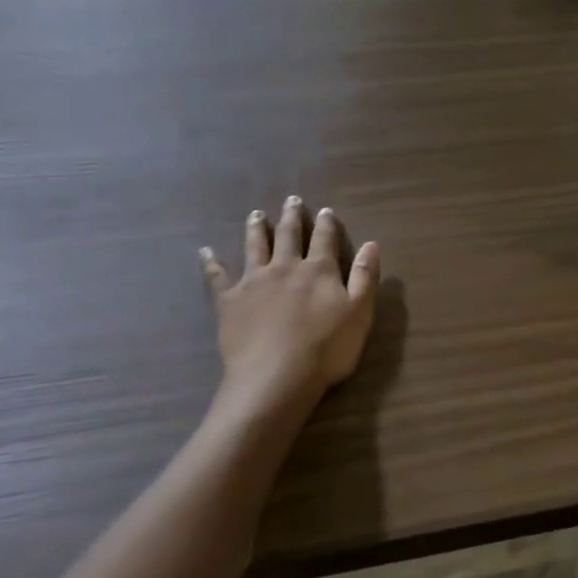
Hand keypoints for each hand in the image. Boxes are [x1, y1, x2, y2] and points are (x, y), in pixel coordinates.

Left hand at [200, 198, 380, 408]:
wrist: (276, 376)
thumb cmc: (326, 349)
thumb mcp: (359, 313)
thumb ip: (365, 277)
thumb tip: (371, 244)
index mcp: (319, 269)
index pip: (324, 239)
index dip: (326, 224)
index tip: (325, 211)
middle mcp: (285, 267)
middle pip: (288, 235)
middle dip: (291, 217)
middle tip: (291, 200)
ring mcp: (254, 281)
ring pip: (254, 247)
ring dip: (256, 229)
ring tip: (255, 215)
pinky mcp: (229, 301)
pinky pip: (217, 277)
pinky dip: (211, 263)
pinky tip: (205, 252)